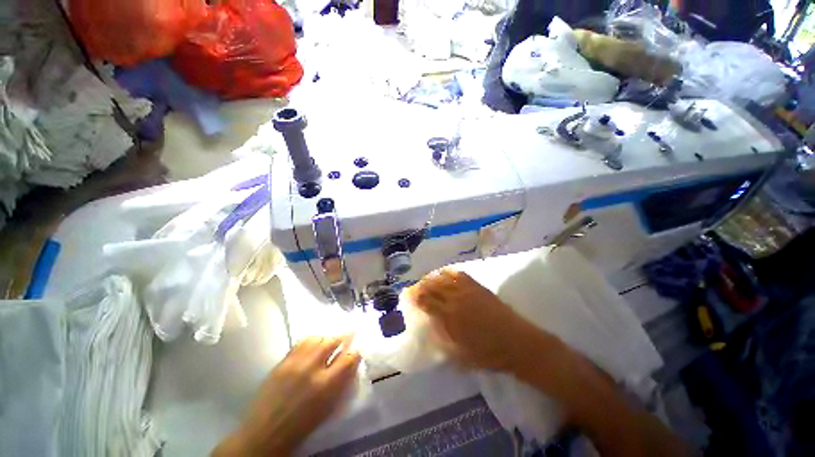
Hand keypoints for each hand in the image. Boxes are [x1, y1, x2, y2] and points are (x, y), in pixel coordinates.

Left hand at [214, 335, 360, 455]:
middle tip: (347, 336)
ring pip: (318, 338)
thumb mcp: (328, 407)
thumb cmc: (302, 425)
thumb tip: (351, 364)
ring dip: (327, 338)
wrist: (265, 433)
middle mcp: (313, 368)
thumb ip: (341, 383)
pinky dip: (311, 340)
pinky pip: (301, 342)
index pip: (349, 358)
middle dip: (343, 337)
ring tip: (329, 341)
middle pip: (333, 341)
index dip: (355, 352)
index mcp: (327, 385)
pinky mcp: (283, 361)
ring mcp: (296, 363)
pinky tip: (313, 343)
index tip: (356, 351)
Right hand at [404, 268, 560, 375]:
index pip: (426, 301)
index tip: (407, 295)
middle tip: (415, 289)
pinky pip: (459, 274)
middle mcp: (456, 299)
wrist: (517, 342)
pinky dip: (448, 272)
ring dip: (432, 278)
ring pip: (444, 277)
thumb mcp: (459, 354)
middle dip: (420, 285)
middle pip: (432, 286)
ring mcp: (468, 290)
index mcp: (450, 317)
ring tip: (427, 281)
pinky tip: (445, 274)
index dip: (414, 296)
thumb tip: (429, 327)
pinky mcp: (478, 286)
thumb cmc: (488, 353)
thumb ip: (441, 339)